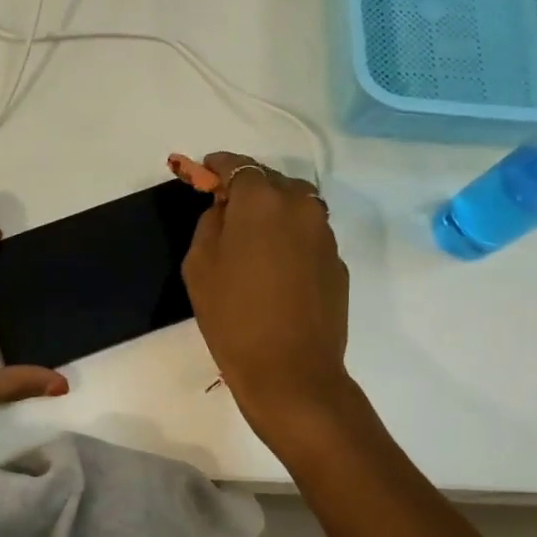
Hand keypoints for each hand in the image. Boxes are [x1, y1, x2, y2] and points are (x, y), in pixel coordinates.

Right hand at [182, 153, 353, 443]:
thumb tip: (227, 208)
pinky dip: (290, 237)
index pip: (238, 165)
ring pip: (295, 206)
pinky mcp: (337, 261)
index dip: (217, 165)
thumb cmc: (232, 315)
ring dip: (272, 211)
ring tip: (251, 238)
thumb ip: (211, 222)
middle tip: (225, 209)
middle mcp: (301, 206)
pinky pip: (308, 235)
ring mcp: (325, 234)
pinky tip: (274, 267)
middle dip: (248, 188)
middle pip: (271, 181)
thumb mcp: (199, 264)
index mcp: (263, 200)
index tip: (204, 171)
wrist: (290, 371)